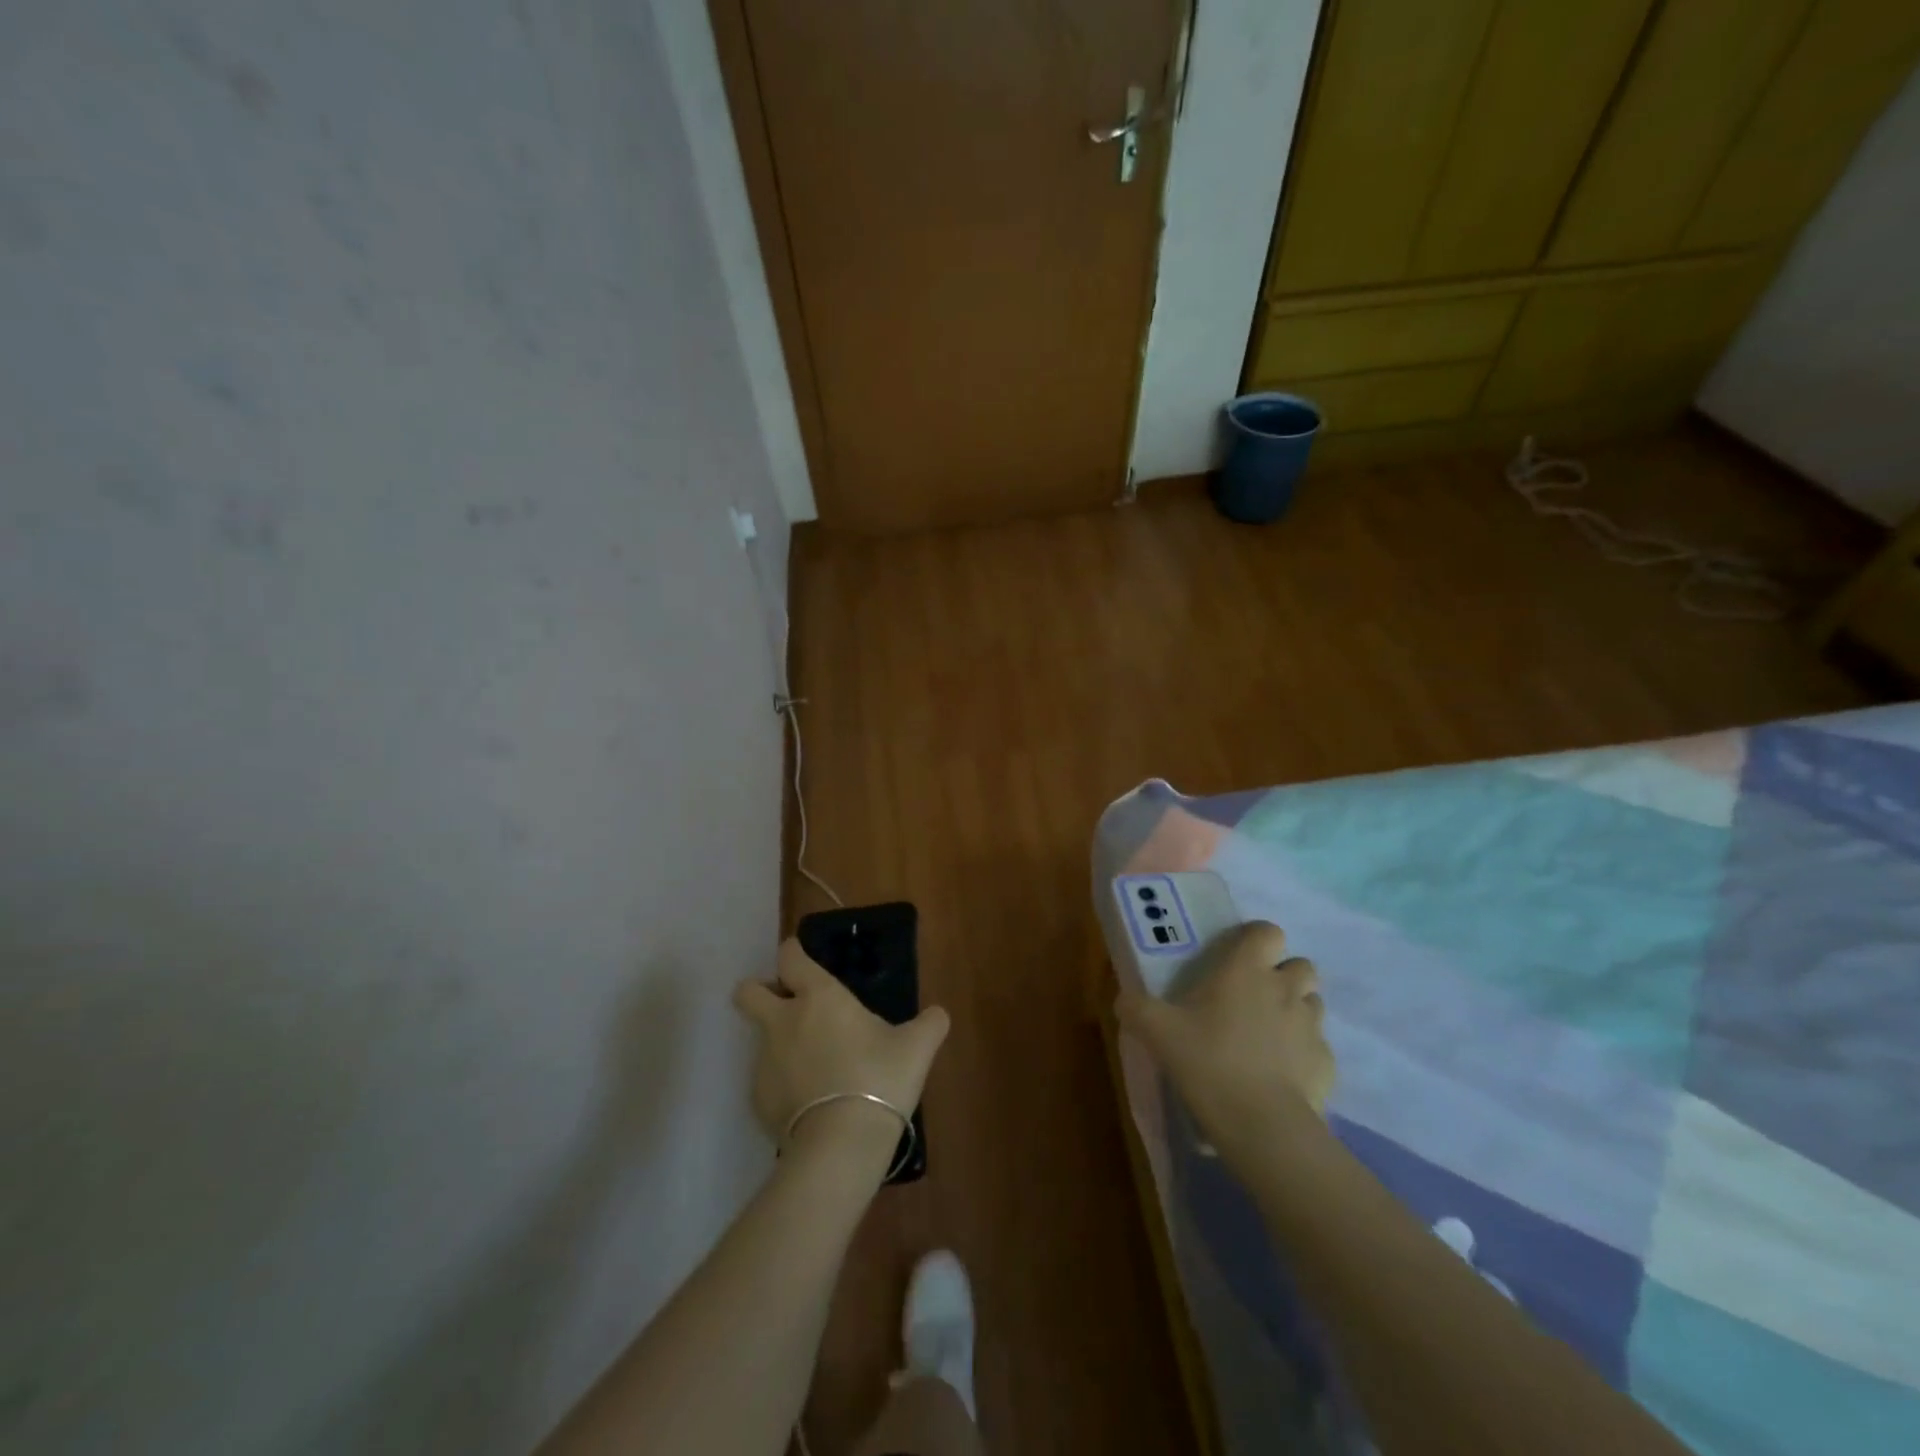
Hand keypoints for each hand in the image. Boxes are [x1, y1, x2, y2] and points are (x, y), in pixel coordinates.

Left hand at [733, 938, 950, 1167]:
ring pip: (760, 1039)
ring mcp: (765, 1062)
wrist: (841, 1146)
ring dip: (781, 1043)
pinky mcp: (758, 1100)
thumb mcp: (917, 1047)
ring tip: (817, 1068)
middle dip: (760, 992)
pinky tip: (811, 1102)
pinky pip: (767, 1080)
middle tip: (789, 1006)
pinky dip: (784, 1084)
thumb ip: (930, 1024)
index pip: (789, 957)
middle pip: (747, 992)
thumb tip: (938, 1015)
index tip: (803, 959)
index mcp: (818, 997)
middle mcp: (783, 1021)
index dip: (793, 953)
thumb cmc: (879, 1079)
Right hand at [1116, 921, 1333, 1166]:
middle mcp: (1285, 989)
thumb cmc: (1208, 1061)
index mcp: (1247, 970)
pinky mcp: (1326, 1065)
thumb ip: (1136, 1008)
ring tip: (1268, 1034)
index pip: (1268, 931)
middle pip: (1301, 965)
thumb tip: (1123, 1000)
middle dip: (1283, 974)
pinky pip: (1318, 1047)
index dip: (1256, 938)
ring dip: (1295, 1010)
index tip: (1238, 956)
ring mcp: (1311, 1027)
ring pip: (1313, 1003)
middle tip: (1253, 996)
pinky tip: (1281, 1074)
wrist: (1262, 1125)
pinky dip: (1303, 1053)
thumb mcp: (1156, 1031)